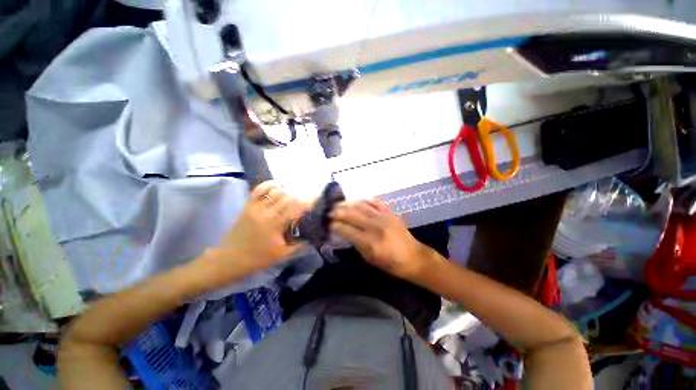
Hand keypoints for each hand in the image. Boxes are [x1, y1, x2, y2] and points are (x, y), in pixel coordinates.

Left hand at [213, 181, 308, 272]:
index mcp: (275, 225)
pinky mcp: (248, 205)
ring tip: (295, 195)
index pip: (295, 209)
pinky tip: (278, 185)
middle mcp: (266, 212)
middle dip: (300, 197)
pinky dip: (270, 185)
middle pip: (287, 197)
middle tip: (306, 200)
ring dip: (288, 192)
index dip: (307, 203)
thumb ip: (299, 245)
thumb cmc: (258, 258)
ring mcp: (255, 207)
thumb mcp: (282, 254)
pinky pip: (259, 189)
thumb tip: (313, 237)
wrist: (230, 258)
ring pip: (275, 192)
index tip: (315, 202)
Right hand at [330, 199, 427, 279]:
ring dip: (348, 204)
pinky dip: (366, 199)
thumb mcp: (369, 259)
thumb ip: (356, 243)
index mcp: (370, 242)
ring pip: (361, 206)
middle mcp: (375, 226)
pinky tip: (358, 200)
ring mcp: (383, 217)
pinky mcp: (390, 212)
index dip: (335, 225)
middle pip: (351, 215)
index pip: (346, 230)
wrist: (413, 257)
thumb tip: (344, 232)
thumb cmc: (390, 263)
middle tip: (328, 211)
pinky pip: (375, 202)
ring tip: (338, 204)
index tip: (327, 224)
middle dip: (337, 212)